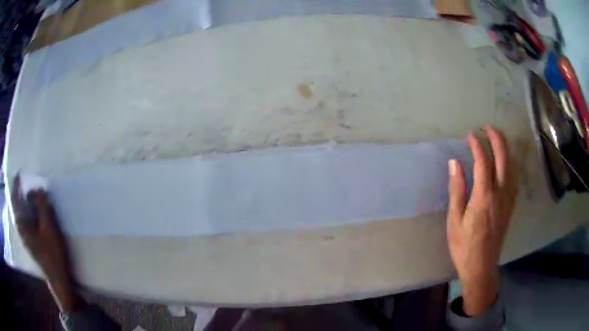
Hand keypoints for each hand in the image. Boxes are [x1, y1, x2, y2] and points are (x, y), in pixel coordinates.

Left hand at [11, 175, 83, 312]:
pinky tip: (37, 213)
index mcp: (22, 225)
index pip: (15, 200)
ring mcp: (26, 237)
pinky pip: (27, 221)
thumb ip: (42, 206)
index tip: (19, 174)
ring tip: (35, 198)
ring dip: (27, 204)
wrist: (59, 279)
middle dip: (23, 194)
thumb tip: (37, 189)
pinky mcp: (31, 241)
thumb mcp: (49, 227)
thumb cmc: (52, 253)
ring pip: (23, 214)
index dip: (16, 186)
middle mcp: (21, 230)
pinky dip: (30, 213)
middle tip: (31, 188)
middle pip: (18, 206)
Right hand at [446, 125, 517, 315]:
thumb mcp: (454, 221)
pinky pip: (514, 178)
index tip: (470, 135)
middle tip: (489, 127)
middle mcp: (500, 193)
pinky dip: (511, 164)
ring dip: (506, 149)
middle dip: (497, 139)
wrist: (481, 267)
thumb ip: (457, 190)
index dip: (477, 145)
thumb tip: (454, 164)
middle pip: (503, 159)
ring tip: (498, 138)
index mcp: (484, 197)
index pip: (483, 162)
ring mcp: (508, 199)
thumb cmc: (464, 246)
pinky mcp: (510, 205)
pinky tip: (507, 162)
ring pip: (512, 167)